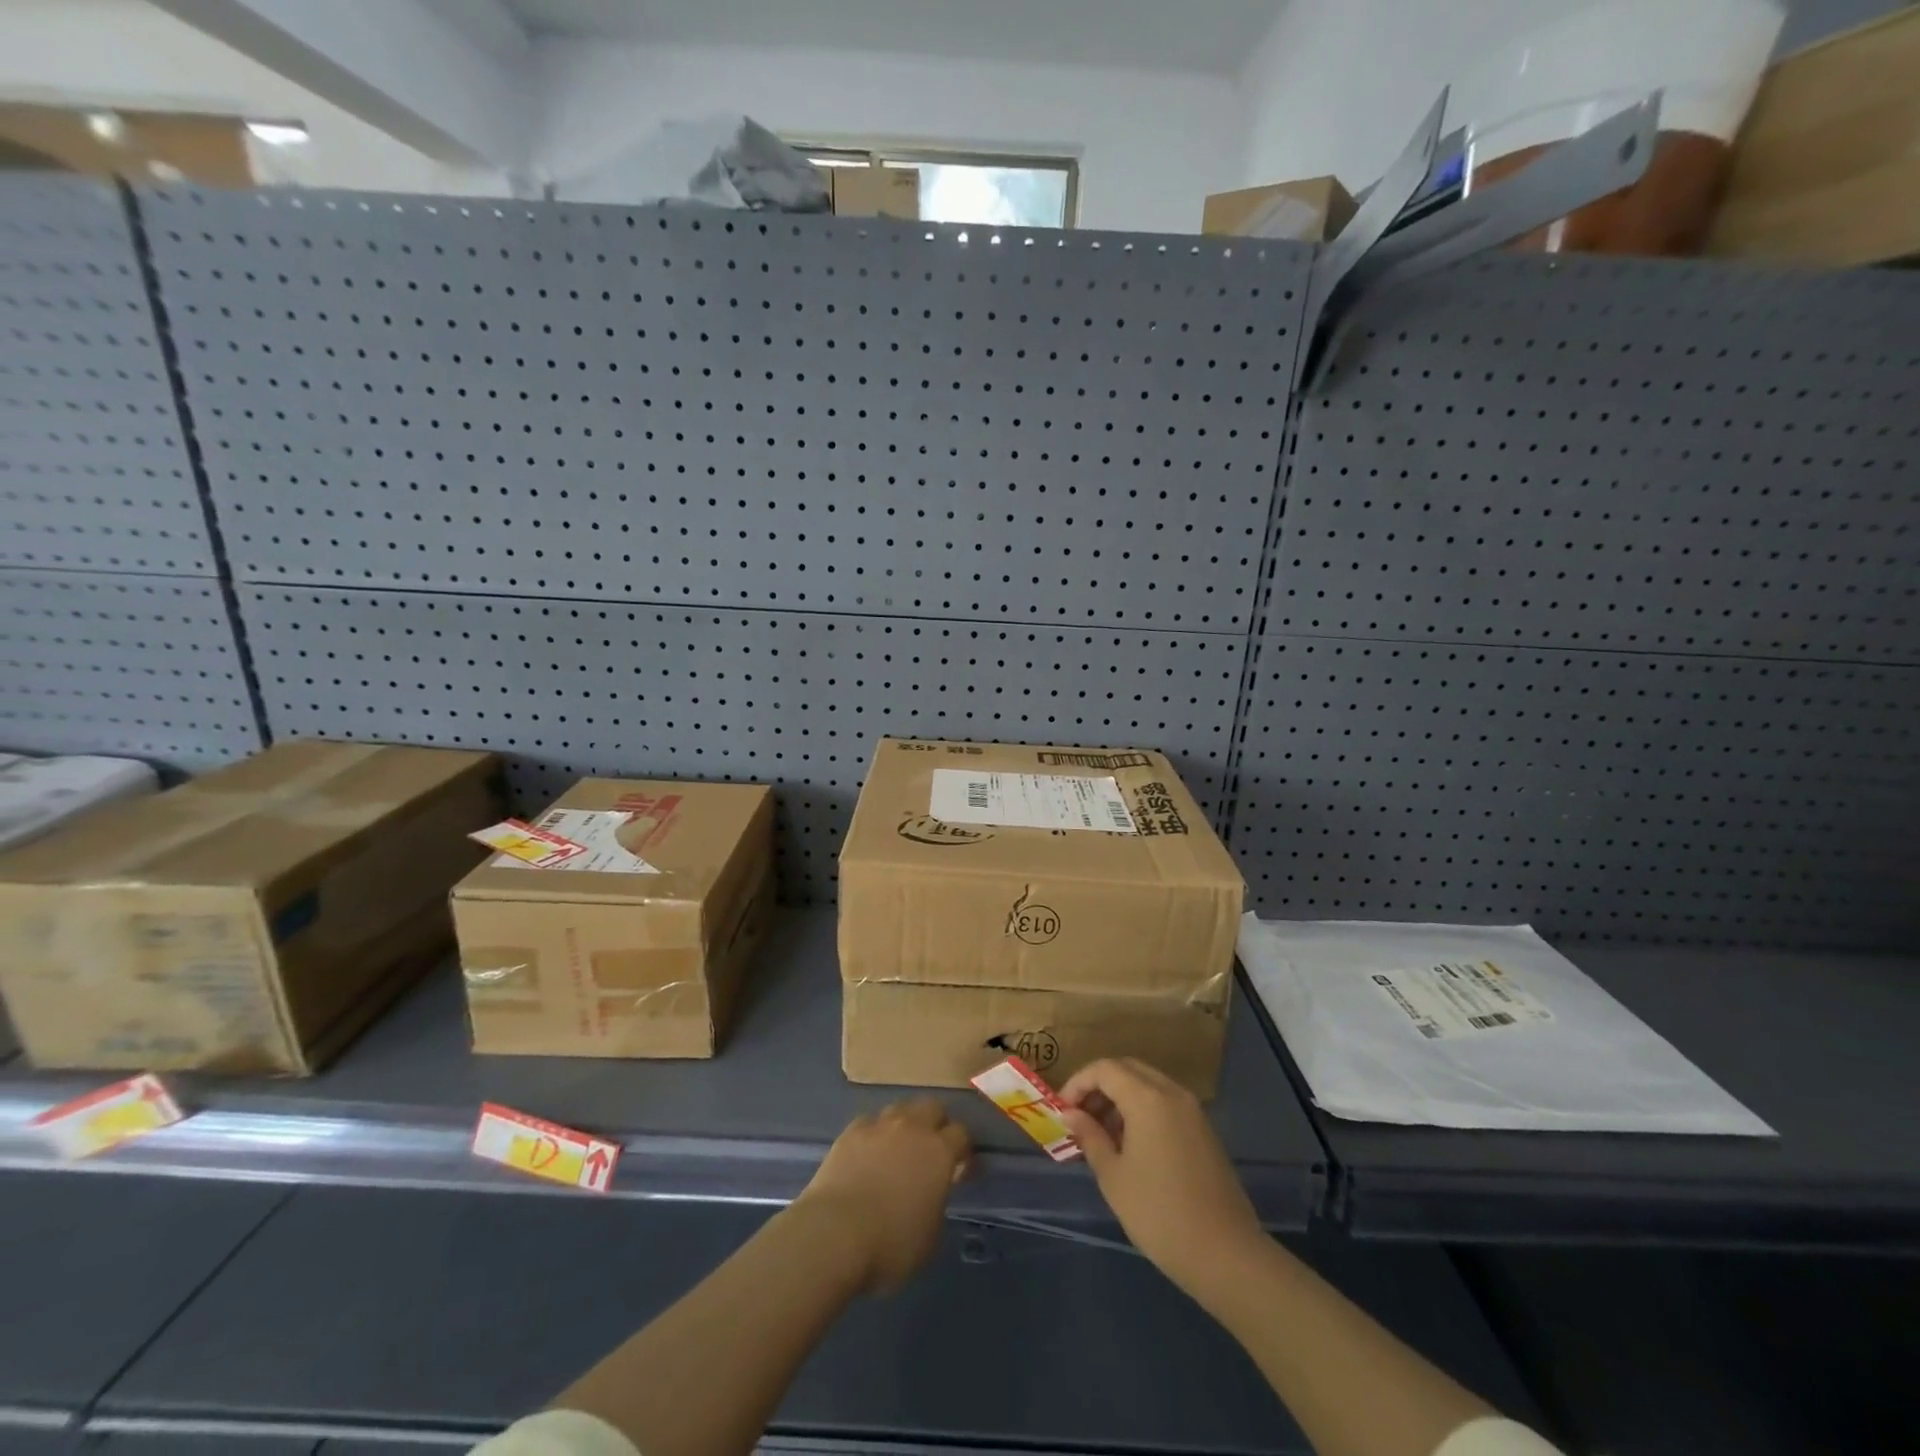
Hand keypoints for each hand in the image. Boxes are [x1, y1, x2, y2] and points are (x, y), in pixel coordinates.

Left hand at [794, 1099, 971, 1292]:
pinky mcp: (851, 1131)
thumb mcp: (930, 1236)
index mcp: (939, 1152)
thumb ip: (937, 1204)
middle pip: (933, 1107)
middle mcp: (913, 1128)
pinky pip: (870, 1122)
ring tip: (898, 1148)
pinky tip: (868, 1154)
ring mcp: (880, 1125)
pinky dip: (874, 1134)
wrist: (834, 1233)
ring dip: (905, 1124)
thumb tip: (931, 1193)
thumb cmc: (890, 1244)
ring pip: (901, 1109)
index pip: (962, 1134)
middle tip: (932, 1150)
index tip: (961, 1169)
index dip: (964, 1150)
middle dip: (937, 1124)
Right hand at [1059, 1058, 1267, 1300]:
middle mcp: (1172, 1093)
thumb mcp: (1113, 1176)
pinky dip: (1142, 1110)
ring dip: (1120, 1098)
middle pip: (1127, 1069)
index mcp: (1147, 1098)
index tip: (1062, 1110)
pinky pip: (1165, 1103)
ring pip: (1148, 1084)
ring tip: (1101, 1134)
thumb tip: (1071, 1114)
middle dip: (1099, 1086)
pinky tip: (1131, 1145)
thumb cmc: (1159, 1214)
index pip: (1104, 1069)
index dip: (1078, 1083)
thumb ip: (1090, 1136)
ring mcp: (1192, 1110)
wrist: (1226, 1254)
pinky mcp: (1203, 1130)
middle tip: (1079, 1117)